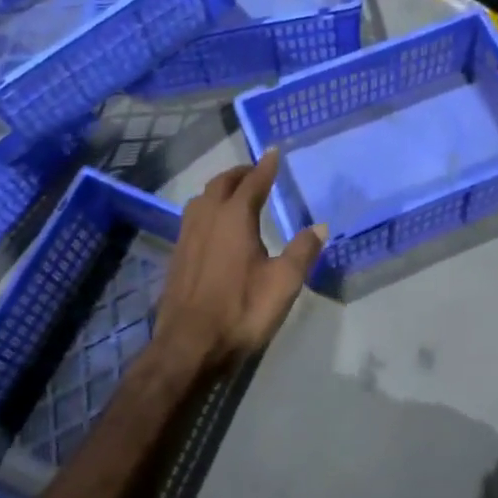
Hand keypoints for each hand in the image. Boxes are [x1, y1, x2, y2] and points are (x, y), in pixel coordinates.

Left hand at [154, 150, 325, 369]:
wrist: (188, 345)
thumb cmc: (241, 310)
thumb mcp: (283, 283)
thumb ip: (302, 251)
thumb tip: (319, 227)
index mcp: (234, 217)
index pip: (253, 182)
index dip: (266, 166)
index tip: (274, 151)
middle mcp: (207, 218)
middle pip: (222, 183)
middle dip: (241, 173)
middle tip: (257, 171)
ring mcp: (187, 235)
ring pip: (203, 198)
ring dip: (221, 188)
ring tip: (236, 193)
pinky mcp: (177, 255)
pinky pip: (193, 217)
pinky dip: (208, 208)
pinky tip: (215, 225)